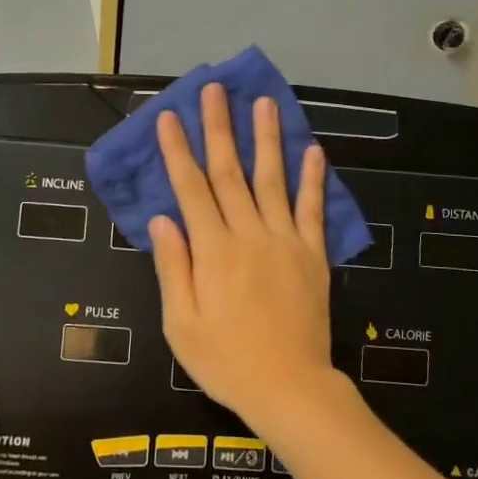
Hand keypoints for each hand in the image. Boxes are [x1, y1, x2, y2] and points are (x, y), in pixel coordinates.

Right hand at [149, 84, 337, 430]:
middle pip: (231, 172)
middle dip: (220, 128)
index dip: (179, 150)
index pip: (191, 188)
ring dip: (267, 139)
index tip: (171, 116)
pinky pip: (313, 210)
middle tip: (215, 90)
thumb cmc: (226, 360)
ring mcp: (286, 242)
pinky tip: (314, 151)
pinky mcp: (313, 255)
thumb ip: (173, 267)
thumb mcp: (182, 323)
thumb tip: (163, 218)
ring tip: (264, 103)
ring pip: (273, 180)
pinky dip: (314, 180)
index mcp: (213, 251)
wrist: (290, 388)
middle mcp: (249, 235)